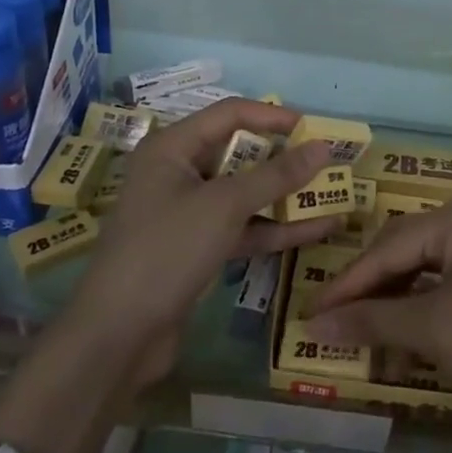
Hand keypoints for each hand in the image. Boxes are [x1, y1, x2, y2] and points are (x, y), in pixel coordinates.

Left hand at [74, 98, 341, 371]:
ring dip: (286, 196)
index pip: (230, 114)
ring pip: (245, 194)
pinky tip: (319, 229)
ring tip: (334, 193)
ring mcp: (189, 213)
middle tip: (328, 161)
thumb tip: (324, 147)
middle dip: (284, 159)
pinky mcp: (198, 249)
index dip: (273, 117)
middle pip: (240, 154)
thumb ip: (276, 176)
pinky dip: (276, 228)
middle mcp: (179, 173)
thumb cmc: (166, 250)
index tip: (313, 128)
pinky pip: (243, 227)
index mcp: (173, 148)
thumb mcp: (225, 206)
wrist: (117, 337)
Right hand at [305, 194, 451, 437]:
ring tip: (366, 341)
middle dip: (370, 293)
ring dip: (395, 307)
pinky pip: (448, 285)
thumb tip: (312, 325)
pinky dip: (423, 313)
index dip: (346, 284)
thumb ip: (372, 321)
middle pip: (404, 253)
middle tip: (332, 326)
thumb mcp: (435, 331)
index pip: (386, 247)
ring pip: (425, 271)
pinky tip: (406, 343)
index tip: (308, 315)